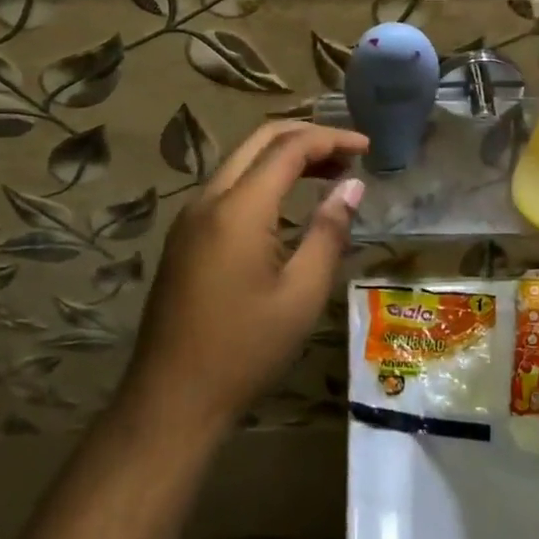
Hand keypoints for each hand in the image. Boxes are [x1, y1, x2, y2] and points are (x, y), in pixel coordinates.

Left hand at [118, 122, 367, 439]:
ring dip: (285, 156)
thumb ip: (329, 231)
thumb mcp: (302, 294)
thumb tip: (352, 187)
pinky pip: (228, 186)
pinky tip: (289, 204)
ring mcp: (190, 217)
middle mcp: (209, 199)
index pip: (289, 147)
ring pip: (242, 161)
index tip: (367, 148)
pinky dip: (263, 178)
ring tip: (329, 174)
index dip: (331, 139)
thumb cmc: (245, 349)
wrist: (171, 400)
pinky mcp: (184, 236)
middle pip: (260, 141)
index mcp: (238, 209)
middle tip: (348, 155)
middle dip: (308, 137)